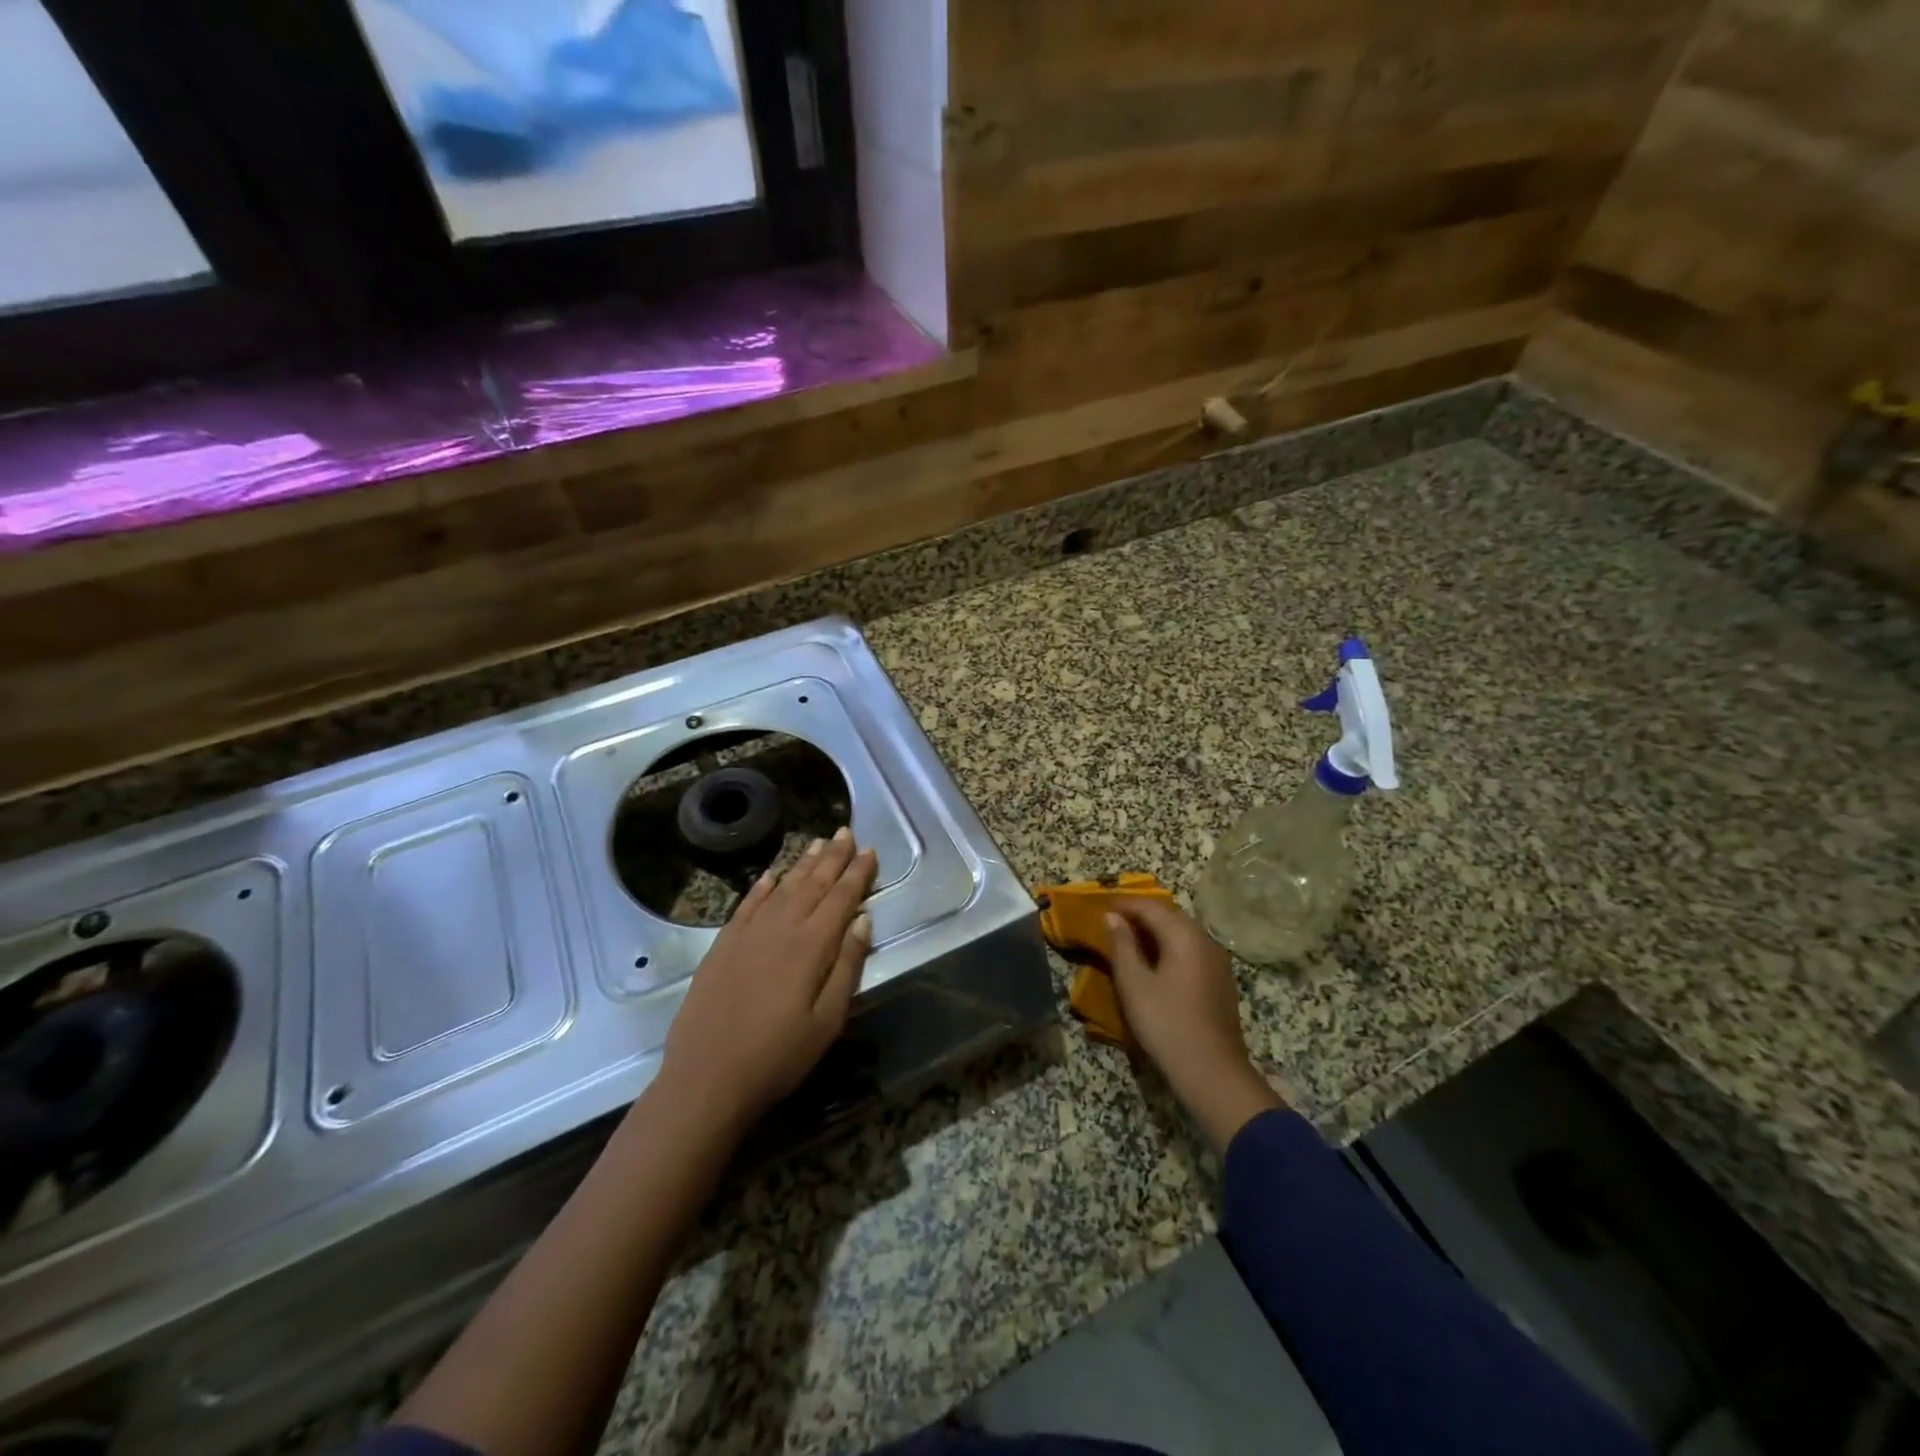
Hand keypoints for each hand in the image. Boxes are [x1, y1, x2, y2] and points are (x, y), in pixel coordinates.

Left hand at [659, 828, 877, 1137]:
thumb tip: (863, 920)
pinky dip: (761, 887)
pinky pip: (746, 905)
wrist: (706, 1078)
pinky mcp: (722, 946)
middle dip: (833, 857)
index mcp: (811, 946)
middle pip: (813, 884)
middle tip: (846, 832)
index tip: (869, 850)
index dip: (857, 873)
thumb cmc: (778, 1057)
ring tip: (817, 843)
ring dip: (802, 865)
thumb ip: (847, 966)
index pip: (841, 898)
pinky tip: (770, 876)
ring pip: (781, 888)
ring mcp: (747, 934)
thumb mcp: (828, 1021)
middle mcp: (780, 929)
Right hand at [1106, 898, 1282, 1152]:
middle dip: (1141, 914)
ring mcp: (1217, 960)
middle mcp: (1205, 940)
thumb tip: (1112, 917)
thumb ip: (1122, 945)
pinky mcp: (1220, 979)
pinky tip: (1156, 962)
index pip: (1151, 906)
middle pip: (1170, 915)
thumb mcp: (1134, 983)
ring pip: (1182, 932)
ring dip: (1156, 930)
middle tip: (1114, 921)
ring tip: (1130, 940)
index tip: (1101, 907)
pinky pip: (1191, 949)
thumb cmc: (1166, 1023)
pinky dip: (1170, 946)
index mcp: (1184, 935)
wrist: (1212, 1070)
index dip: (1124, 904)